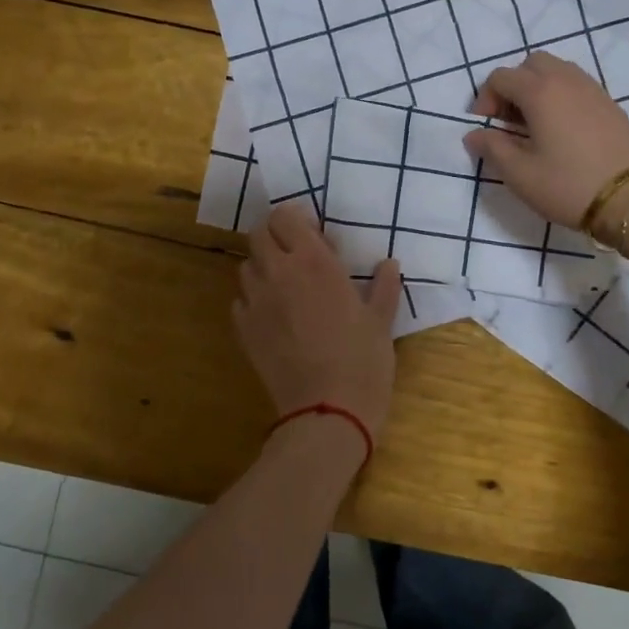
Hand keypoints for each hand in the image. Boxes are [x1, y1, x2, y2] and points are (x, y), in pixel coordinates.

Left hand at [232, 204, 402, 439]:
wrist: (327, 411)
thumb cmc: (363, 361)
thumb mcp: (381, 321)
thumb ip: (383, 287)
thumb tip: (388, 265)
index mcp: (314, 262)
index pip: (285, 217)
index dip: (295, 219)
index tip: (313, 233)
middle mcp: (279, 273)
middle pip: (258, 234)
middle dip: (274, 236)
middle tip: (296, 255)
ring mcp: (256, 302)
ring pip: (246, 266)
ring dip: (263, 267)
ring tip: (285, 286)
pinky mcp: (243, 330)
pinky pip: (240, 301)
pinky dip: (253, 300)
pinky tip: (273, 316)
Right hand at [462, 52, 628, 230]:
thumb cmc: (568, 185)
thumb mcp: (520, 174)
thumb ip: (492, 148)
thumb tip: (475, 134)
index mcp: (539, 91)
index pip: (500, 77)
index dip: (485, 100)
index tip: (487, 129)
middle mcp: (566, 79)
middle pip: (531, 64)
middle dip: (513, 87)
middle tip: (509, 122)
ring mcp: (593, 89)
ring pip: (556, 71)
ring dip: (537, 89)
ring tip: (534, 127)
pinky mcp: (610, 104)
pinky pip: (576, 86)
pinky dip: (560, 97)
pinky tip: (561, 132)